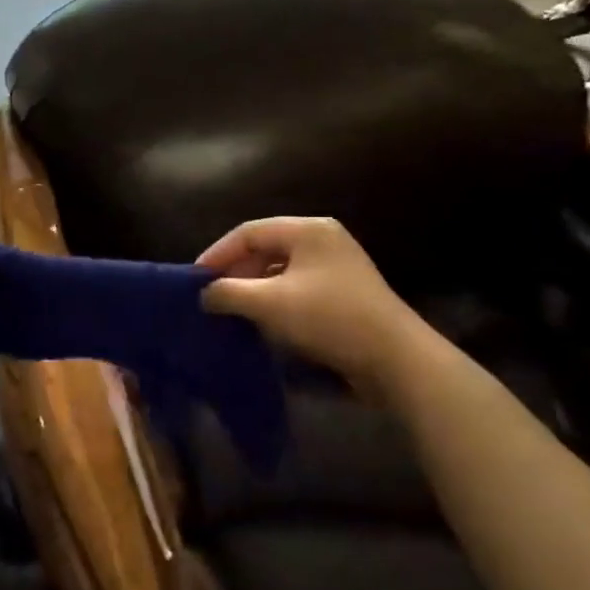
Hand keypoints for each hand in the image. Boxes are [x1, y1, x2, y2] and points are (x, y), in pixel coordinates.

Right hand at [198, 217, 418, 388]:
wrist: (396, 359)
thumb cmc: (329, 318)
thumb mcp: (270, 303)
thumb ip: (229, 292)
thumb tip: (204, 294)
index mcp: (308, 230)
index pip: (248, 231)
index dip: (217, 253)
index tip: (194, 279)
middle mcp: (324, 239)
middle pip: (265, 247)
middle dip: (235, 271)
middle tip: (211, 295)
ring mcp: (338, 266)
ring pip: (280, 268)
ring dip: (253, 287)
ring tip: (231, 309)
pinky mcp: (345, 292)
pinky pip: (297, 286)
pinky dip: (275, 299)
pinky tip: (262, 320)